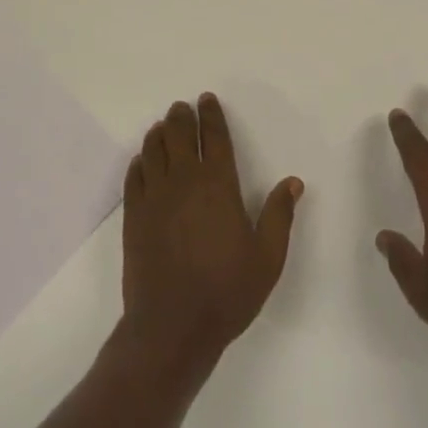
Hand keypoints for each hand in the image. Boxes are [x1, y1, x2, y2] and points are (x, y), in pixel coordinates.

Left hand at [120, 94, 301, 375]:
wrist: (171, 329)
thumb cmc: (226, 292)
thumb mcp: (267, 258)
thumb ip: (279, 216)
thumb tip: (293, 182)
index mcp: (219, 185)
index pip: (216, 137)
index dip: (212, 115)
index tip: (207, 99)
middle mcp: (185, 181)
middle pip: (180, 134)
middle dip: (182, 116)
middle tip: (182, 108)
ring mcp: (155, 196)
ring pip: (154, 149)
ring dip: (159, 133)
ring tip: (163, 127)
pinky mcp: (134, 216)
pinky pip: (134, 176)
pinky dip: (139, 162)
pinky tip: (142, 161)